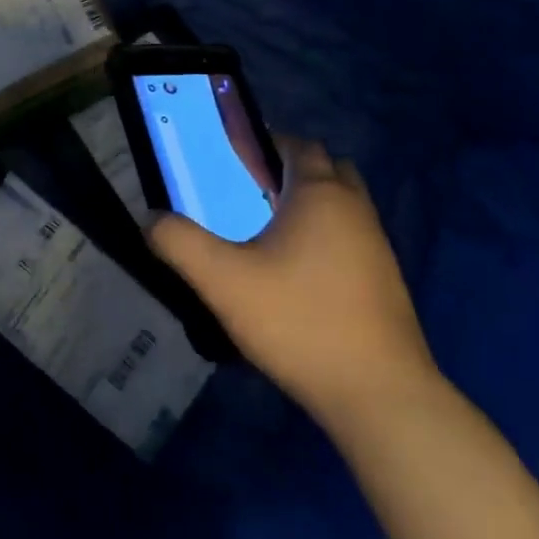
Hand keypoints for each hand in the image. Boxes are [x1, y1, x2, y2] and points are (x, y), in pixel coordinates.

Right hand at [148, 137, 440, 427]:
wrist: (379, 394)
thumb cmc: (299, 321)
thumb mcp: (224, 282)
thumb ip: (180, 243)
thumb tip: (150, 218)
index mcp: (319, 193)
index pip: (298, 145)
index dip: (268, 144)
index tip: (237, 160)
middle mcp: (354, 207)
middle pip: (327, 168)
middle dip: (293, 171)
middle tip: (255, 193)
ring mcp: (377, 243)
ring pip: (344, 203)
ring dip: (314, 204)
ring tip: (272, 233)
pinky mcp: (387, 279)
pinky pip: (354, 236)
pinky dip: (330, 236)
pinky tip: (301, 273)